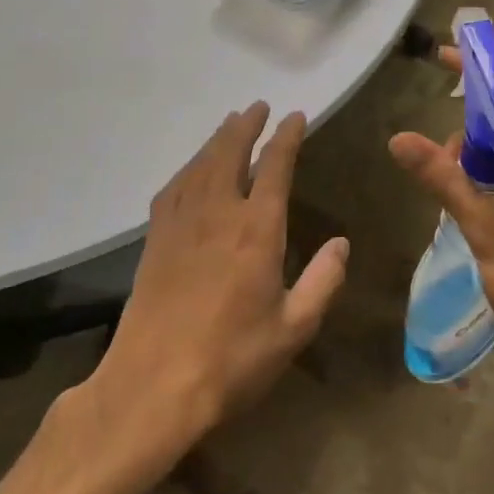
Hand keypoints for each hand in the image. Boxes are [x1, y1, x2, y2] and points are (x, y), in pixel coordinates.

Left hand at [87, 103, 347, 459]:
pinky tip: (191, 170)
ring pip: (199, 166)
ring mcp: (180, 225)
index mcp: (257, 230)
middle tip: (257, 106)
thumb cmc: (232, 360)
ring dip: (216, 140)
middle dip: (246, 126)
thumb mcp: (294, 328)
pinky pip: (173, 189)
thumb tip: (340, 243)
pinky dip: (187, 169)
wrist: (153, 387)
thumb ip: (322, 281)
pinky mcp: (155, 242)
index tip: (296, 117)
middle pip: (230, 154)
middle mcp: (218, 214)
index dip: (286, 137)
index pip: (275, 167)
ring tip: (229, 124)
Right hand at [388, 50, 493, 372]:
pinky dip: (492, 178)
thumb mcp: (484, 227)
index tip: (447, 57)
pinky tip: (469, 198)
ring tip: (452, 186)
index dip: (482, 79)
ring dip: (479, 160)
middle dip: (474, 133)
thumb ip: (443, 178)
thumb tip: (399, 139)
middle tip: (441, 161)